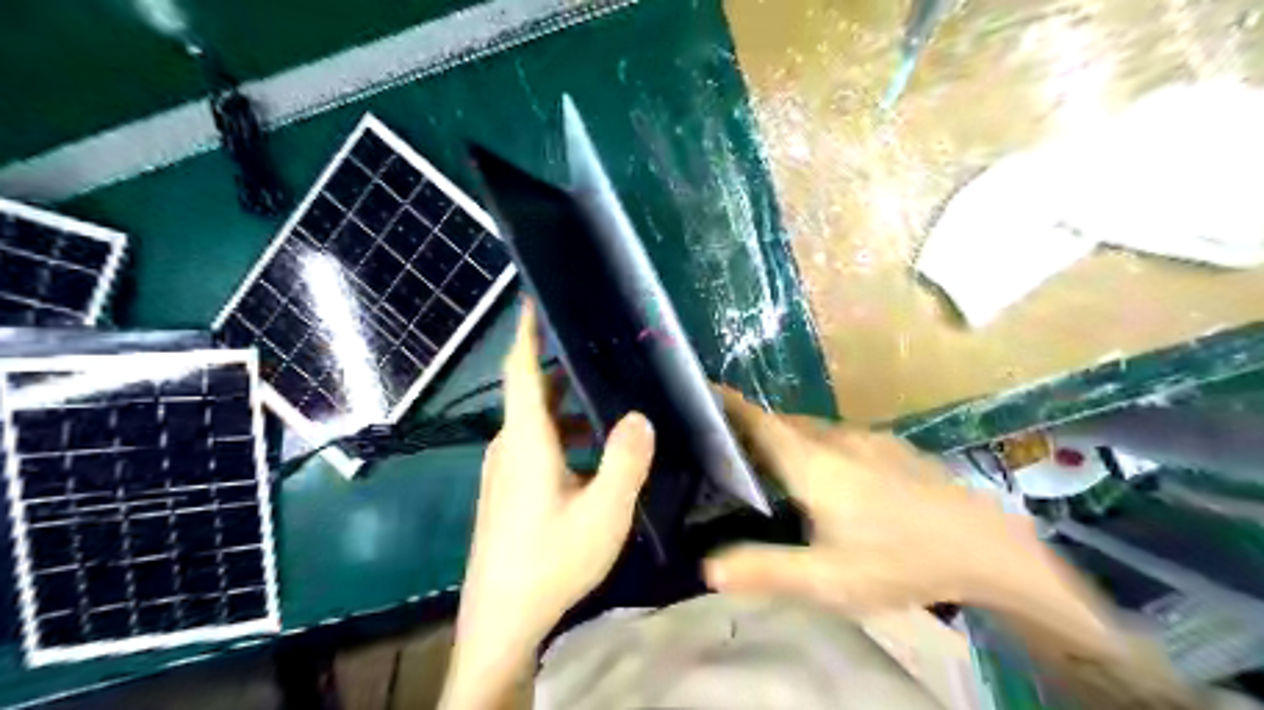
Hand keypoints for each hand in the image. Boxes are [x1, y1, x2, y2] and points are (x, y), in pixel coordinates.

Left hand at [442, 302, 650, 709]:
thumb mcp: (602, 513)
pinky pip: (536, 448)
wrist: (501, 620)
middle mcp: (508, 447)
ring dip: (571, 413)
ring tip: (612, 413)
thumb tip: (639, 416)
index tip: (534, 299)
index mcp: (526, 441)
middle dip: (567, 374)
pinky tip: (594, 461)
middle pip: (534, 394)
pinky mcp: (507, 492)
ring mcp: (504, 471)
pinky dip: (564, 439)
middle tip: (607, 362)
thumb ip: (624, 461)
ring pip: (538, 424)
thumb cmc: (550, 562)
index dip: (527, 332)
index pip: (522, 370)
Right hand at [707, 387, 1042, 613]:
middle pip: (778, 423)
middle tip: (718, 445)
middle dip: (746, 426)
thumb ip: (765, 570)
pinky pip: (832, 436)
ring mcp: (864, 437)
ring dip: (779, 437)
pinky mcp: (887, 445)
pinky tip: (819, 475)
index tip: (696, 391)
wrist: (987, 546)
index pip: (756, 420)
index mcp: (811, 462)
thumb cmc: (900, 560)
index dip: (725, 403)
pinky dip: (809, 445)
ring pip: (807, 429)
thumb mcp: (828, 579)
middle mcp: (833, 438)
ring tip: (761, 462)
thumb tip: (706, 566)